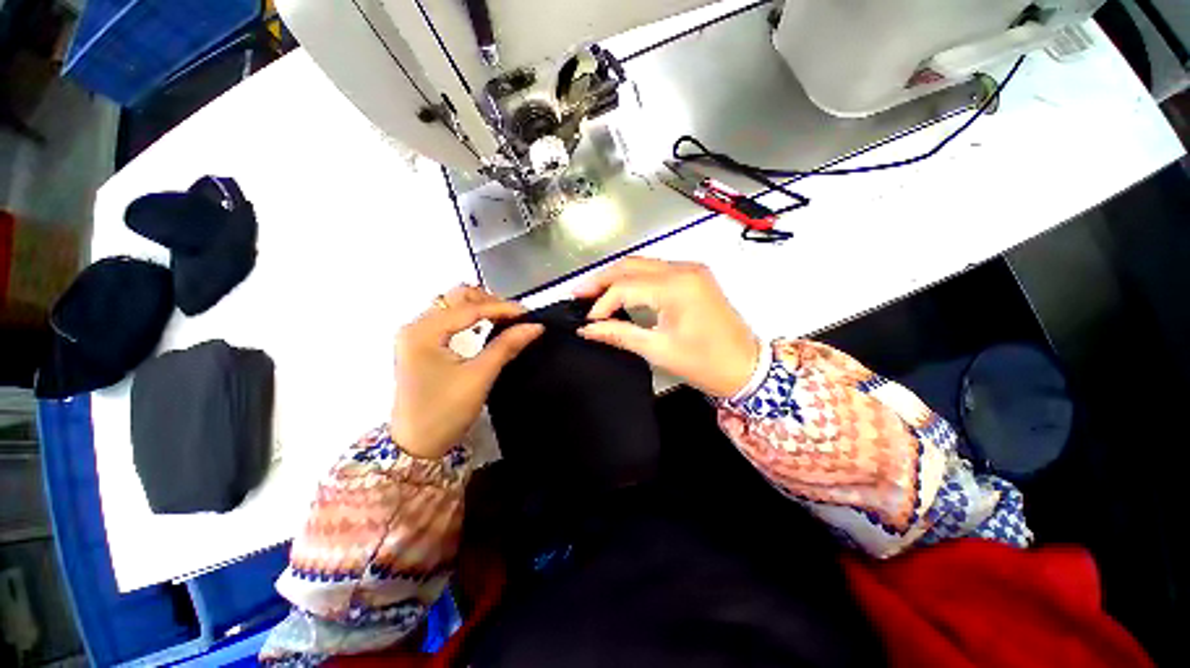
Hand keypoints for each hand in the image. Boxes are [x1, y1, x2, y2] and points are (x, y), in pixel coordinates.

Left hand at [391, 285, 543, 458]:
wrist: (416, 445)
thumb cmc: (445, 412)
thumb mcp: (479, 377)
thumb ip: (506, 346)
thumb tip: (535, 327)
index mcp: (422, 332)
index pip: (468, 308)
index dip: (501, 308)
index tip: (528, 314)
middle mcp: (415, 326)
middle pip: (456, 298)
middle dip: (489, 302)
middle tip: (515, 317)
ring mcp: (416, 335)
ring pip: (453, 306)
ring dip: (481, 308)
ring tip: (505, 320)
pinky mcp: (421, 345)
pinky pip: (450, 320)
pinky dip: (471, 319)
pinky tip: (487, 327)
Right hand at [575, 258, 760, 397]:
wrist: (747, 367)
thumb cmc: (705, 363)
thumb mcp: (658, 350)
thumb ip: (619, 334)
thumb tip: (587, 329)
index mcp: (676, 286)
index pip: (625, 286)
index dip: (601, 302)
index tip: (586, 320)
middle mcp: (684, 269)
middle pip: (631, 265)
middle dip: (602, 279)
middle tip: (578, 294)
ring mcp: (691, 269)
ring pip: (643, 264)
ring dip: (617, 276)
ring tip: (593, 292)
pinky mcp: (694, 276)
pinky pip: (656, 270)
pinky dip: (635, 278)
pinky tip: (621, 290)